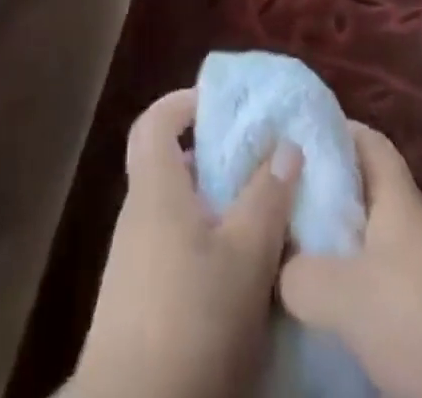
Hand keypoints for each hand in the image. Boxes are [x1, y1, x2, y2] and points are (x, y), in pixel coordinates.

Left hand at [66, 89, 302, 397]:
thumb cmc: (190, 320)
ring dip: (216, 206)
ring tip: (262, 214)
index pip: (155, 122)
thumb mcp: (246, 256)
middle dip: (215, 158)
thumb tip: (287, 144)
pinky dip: (206, 244)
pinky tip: (241, 270)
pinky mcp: (139, 302)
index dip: (184, 103)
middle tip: (259, 161)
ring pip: (178, 212)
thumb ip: (267, 196)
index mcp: (156, 189)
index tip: (223, 104)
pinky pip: (175, 249)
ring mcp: (134, 261)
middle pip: (172, 166)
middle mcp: (139, 216)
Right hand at [279, 123, 421, 397]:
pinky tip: (338, 316)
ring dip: (340, 249)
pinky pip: (388, 287)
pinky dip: (361, 292)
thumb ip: (305, 276)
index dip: (334, 129)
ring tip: (295, 263)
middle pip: (366, 194)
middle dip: (325, 196)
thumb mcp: (352, 297)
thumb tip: (279, 270)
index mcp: (397, 201)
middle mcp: (415, 226)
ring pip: (374, 244)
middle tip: (279, 208)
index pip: (367, 142)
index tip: (295, 134)